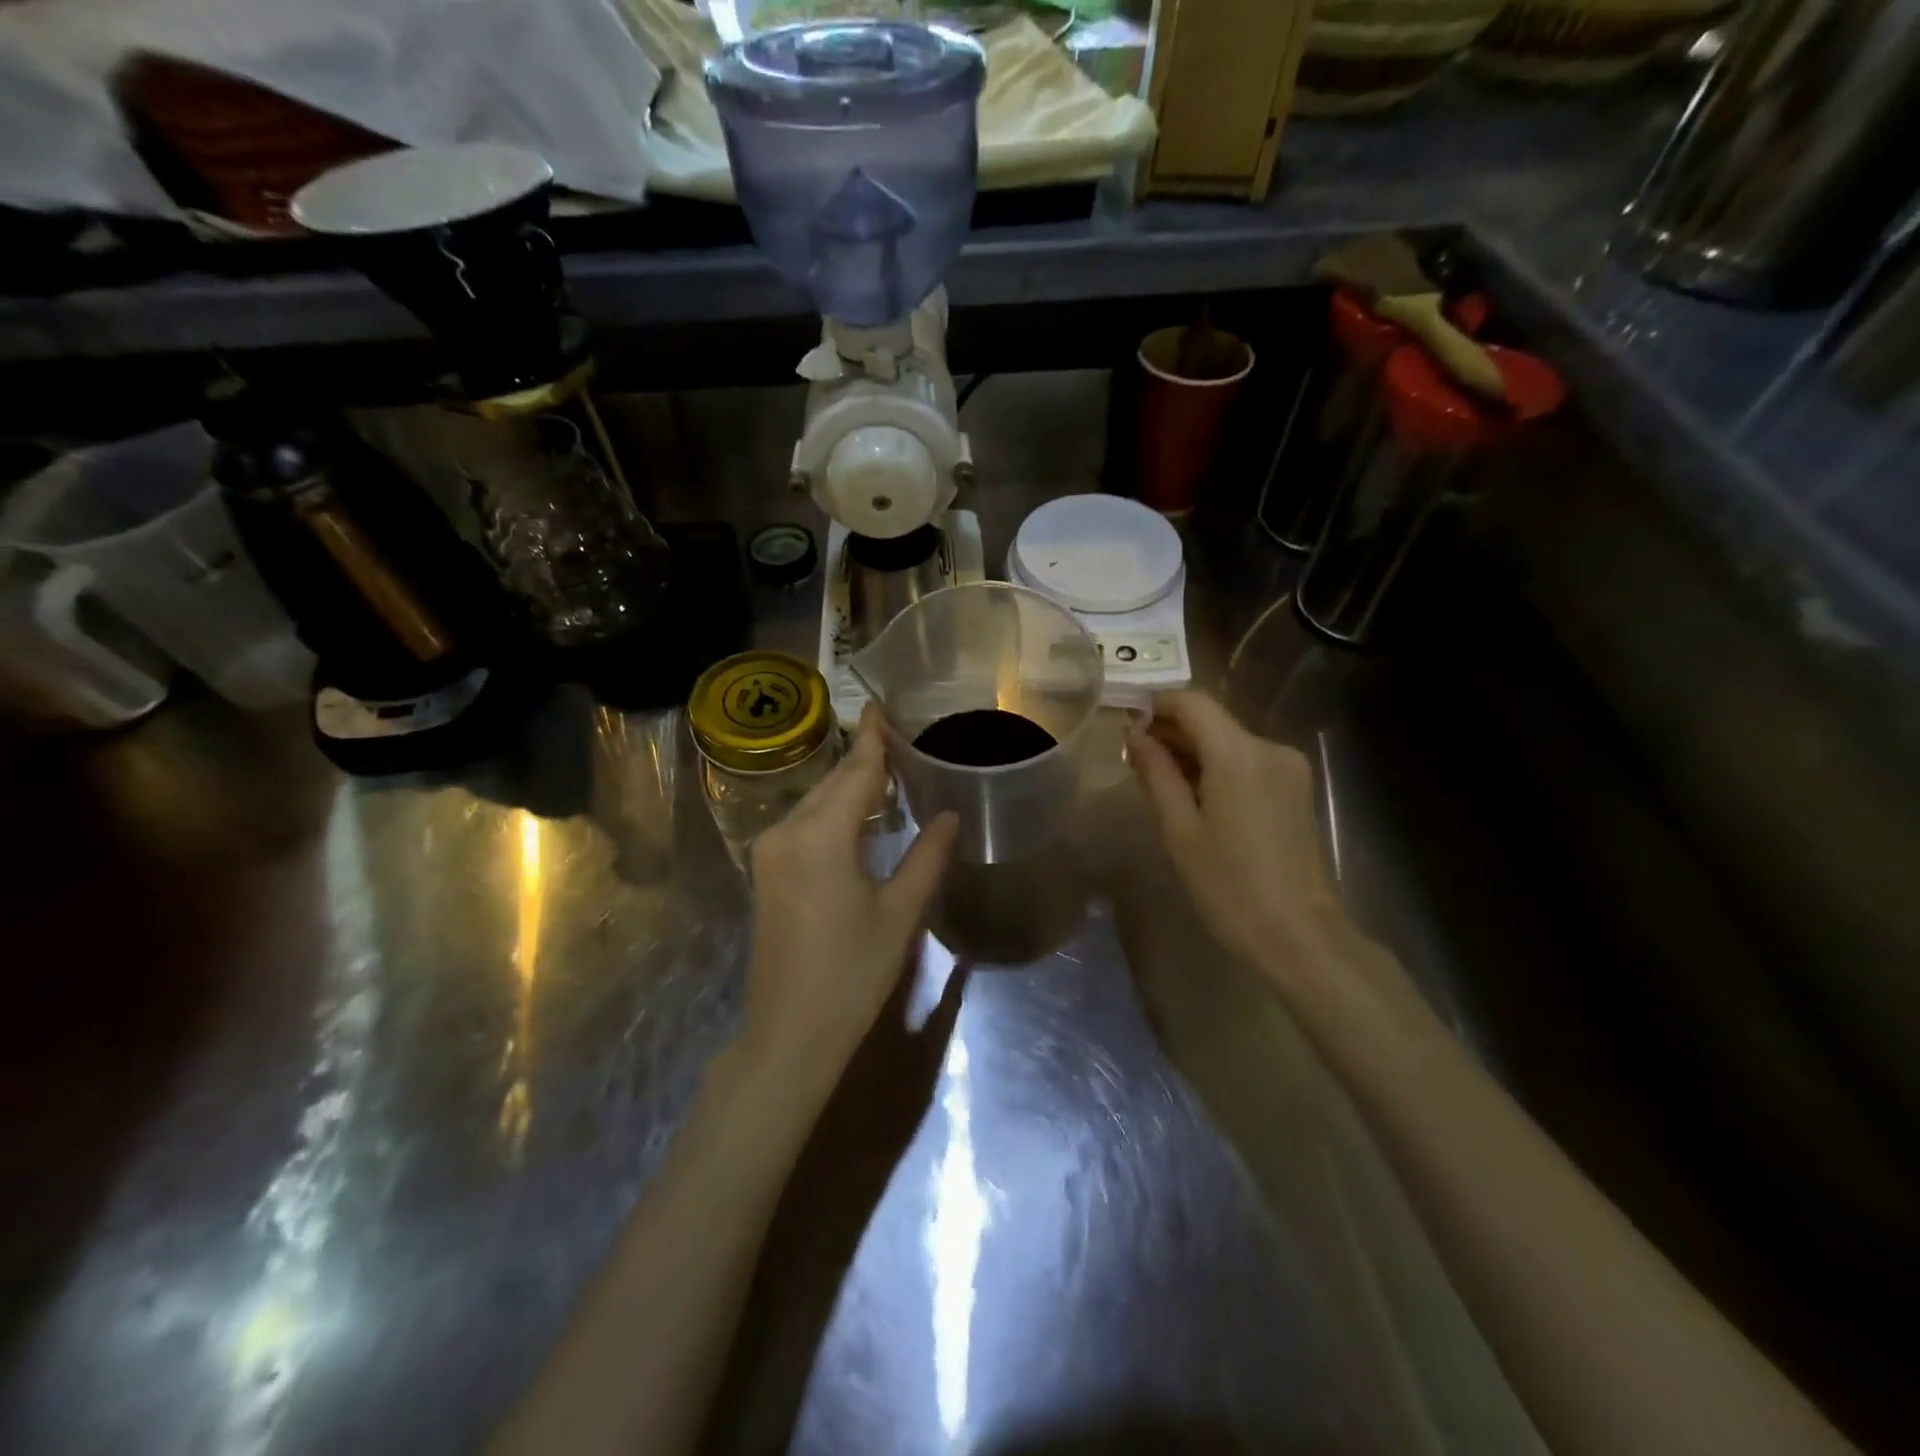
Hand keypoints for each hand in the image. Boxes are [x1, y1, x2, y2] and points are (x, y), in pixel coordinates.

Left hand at [741, 708, 957, 1080]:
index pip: (854, 772)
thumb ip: (927, 857)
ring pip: (816, 801)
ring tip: (891, 767)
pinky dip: (834, 810)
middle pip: (832, 782)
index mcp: (820, 837)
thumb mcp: (899, 914)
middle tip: (903, 737)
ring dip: (849, 785)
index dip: (872, 737)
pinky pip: (805, 823)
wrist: (789, 1034)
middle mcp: (787, 833)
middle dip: (864, 758)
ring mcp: (770, 852)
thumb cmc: (851, 974)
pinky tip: (861, 811)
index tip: (883, 703)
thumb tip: (950, 815)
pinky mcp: (768, 871)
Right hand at [1129, 691, 1349, 987]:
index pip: (1192, 702)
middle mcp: (1269, 748)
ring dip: (1192, 752)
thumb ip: (1156, 775)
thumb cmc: (1229, 885)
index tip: (1125, 724)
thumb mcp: (1179, 831)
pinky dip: (1216, 768)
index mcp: (1238, 754)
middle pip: (1211, 721)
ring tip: (1157, 781)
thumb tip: (1135, 737)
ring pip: (1228, 741)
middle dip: (1170, 731)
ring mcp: (1288, 768)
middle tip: (1132, 758)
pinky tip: (1194, 797)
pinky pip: (1246, 762)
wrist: (1299, 934)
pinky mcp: (1296, 788)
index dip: (1155, 705)